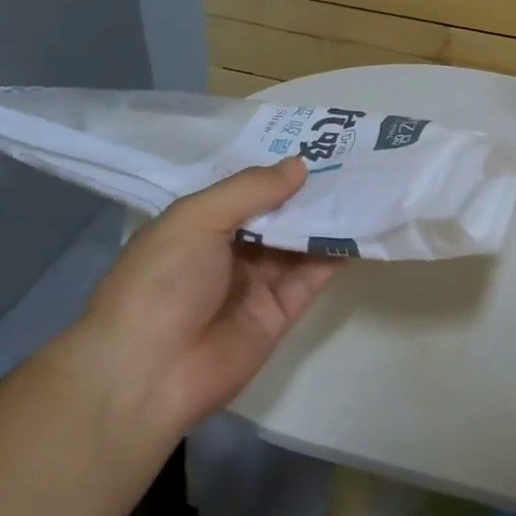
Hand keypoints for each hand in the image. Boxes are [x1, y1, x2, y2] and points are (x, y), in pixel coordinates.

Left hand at [66, 158, 343, 430]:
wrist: (150, 372)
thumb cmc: (162, 281)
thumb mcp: (196, 219)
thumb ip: (250, 190)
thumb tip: (299, 165)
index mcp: (198, 225)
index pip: (245, 191)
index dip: (277, 170)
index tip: (317, 143)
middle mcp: (228, 251)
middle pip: (277, 216)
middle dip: (309, 192)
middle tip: (353, 160)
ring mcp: (255, 284)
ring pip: (298, 244)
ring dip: (328, 219)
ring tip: (366, 186)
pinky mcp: (280, 314)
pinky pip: (311, 278)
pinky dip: (335, 255)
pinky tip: (362, 228)